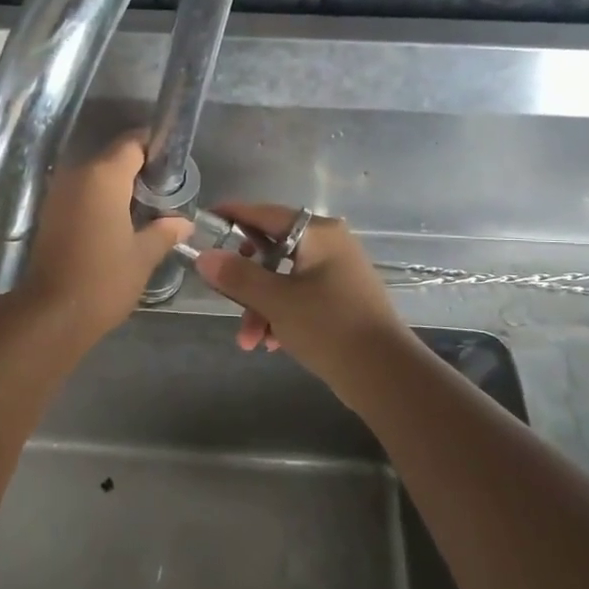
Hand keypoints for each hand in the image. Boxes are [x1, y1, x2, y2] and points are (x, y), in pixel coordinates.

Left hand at [18, 134, 192, 340]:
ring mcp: (59, 193)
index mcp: (103, 176)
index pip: (133, 142)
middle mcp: (77, 175)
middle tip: (165, 193)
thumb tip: (184, 222)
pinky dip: (101, 200)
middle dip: (140, 170)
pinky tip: (120, 223)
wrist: (52, 313)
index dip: (156, 148)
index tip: (174, 167)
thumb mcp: (143, 256)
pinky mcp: (50, 213)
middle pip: (114, 157)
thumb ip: (164, 231)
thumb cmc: (104, 279)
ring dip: (119, 187)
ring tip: (145, 210)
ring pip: (96, 176)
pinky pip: (82, 194)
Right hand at [192, 203, 411, 388]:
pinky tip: (271, 343)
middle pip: (272, 250)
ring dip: (260, 307)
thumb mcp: (275, 300)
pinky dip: (281, 315)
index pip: (266, 213)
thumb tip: (204, 256)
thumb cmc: (329, 327)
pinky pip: (299, 297)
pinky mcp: (341, 300)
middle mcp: (330, 245)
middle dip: (245, 282)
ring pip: (282, 279)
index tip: (205, 220)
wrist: (385, 375)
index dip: (233, 215)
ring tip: (249, 341)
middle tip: (224, 296)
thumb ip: (237, 276)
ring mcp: (338, 273)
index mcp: (319, 234)